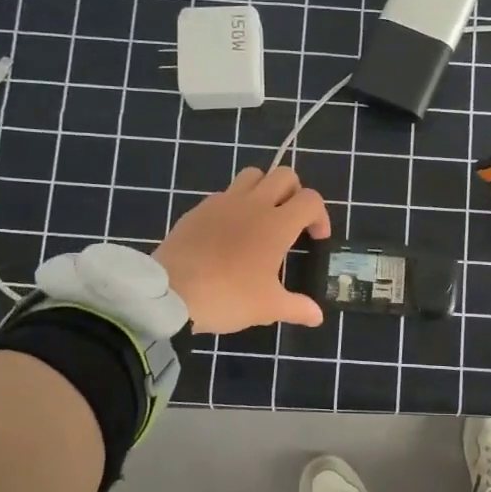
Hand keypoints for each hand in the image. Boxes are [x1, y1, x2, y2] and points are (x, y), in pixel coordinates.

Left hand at [155, 167, 332, 333]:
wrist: (170, 294)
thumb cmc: (228, 297)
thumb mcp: (268, 307)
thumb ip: (297, 308)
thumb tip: (317, 316)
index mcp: (277, 224)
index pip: (310, 200)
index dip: (320, 216)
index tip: (315, 239)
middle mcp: (253, 204)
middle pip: (284, 175)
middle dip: (295, 192)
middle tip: (292, 221)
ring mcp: (222, 203)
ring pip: (252, 175)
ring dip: (265, 188)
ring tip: (262, 218)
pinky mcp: (198, 209)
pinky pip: (224, 194)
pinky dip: (235, 204)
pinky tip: (229, 232)